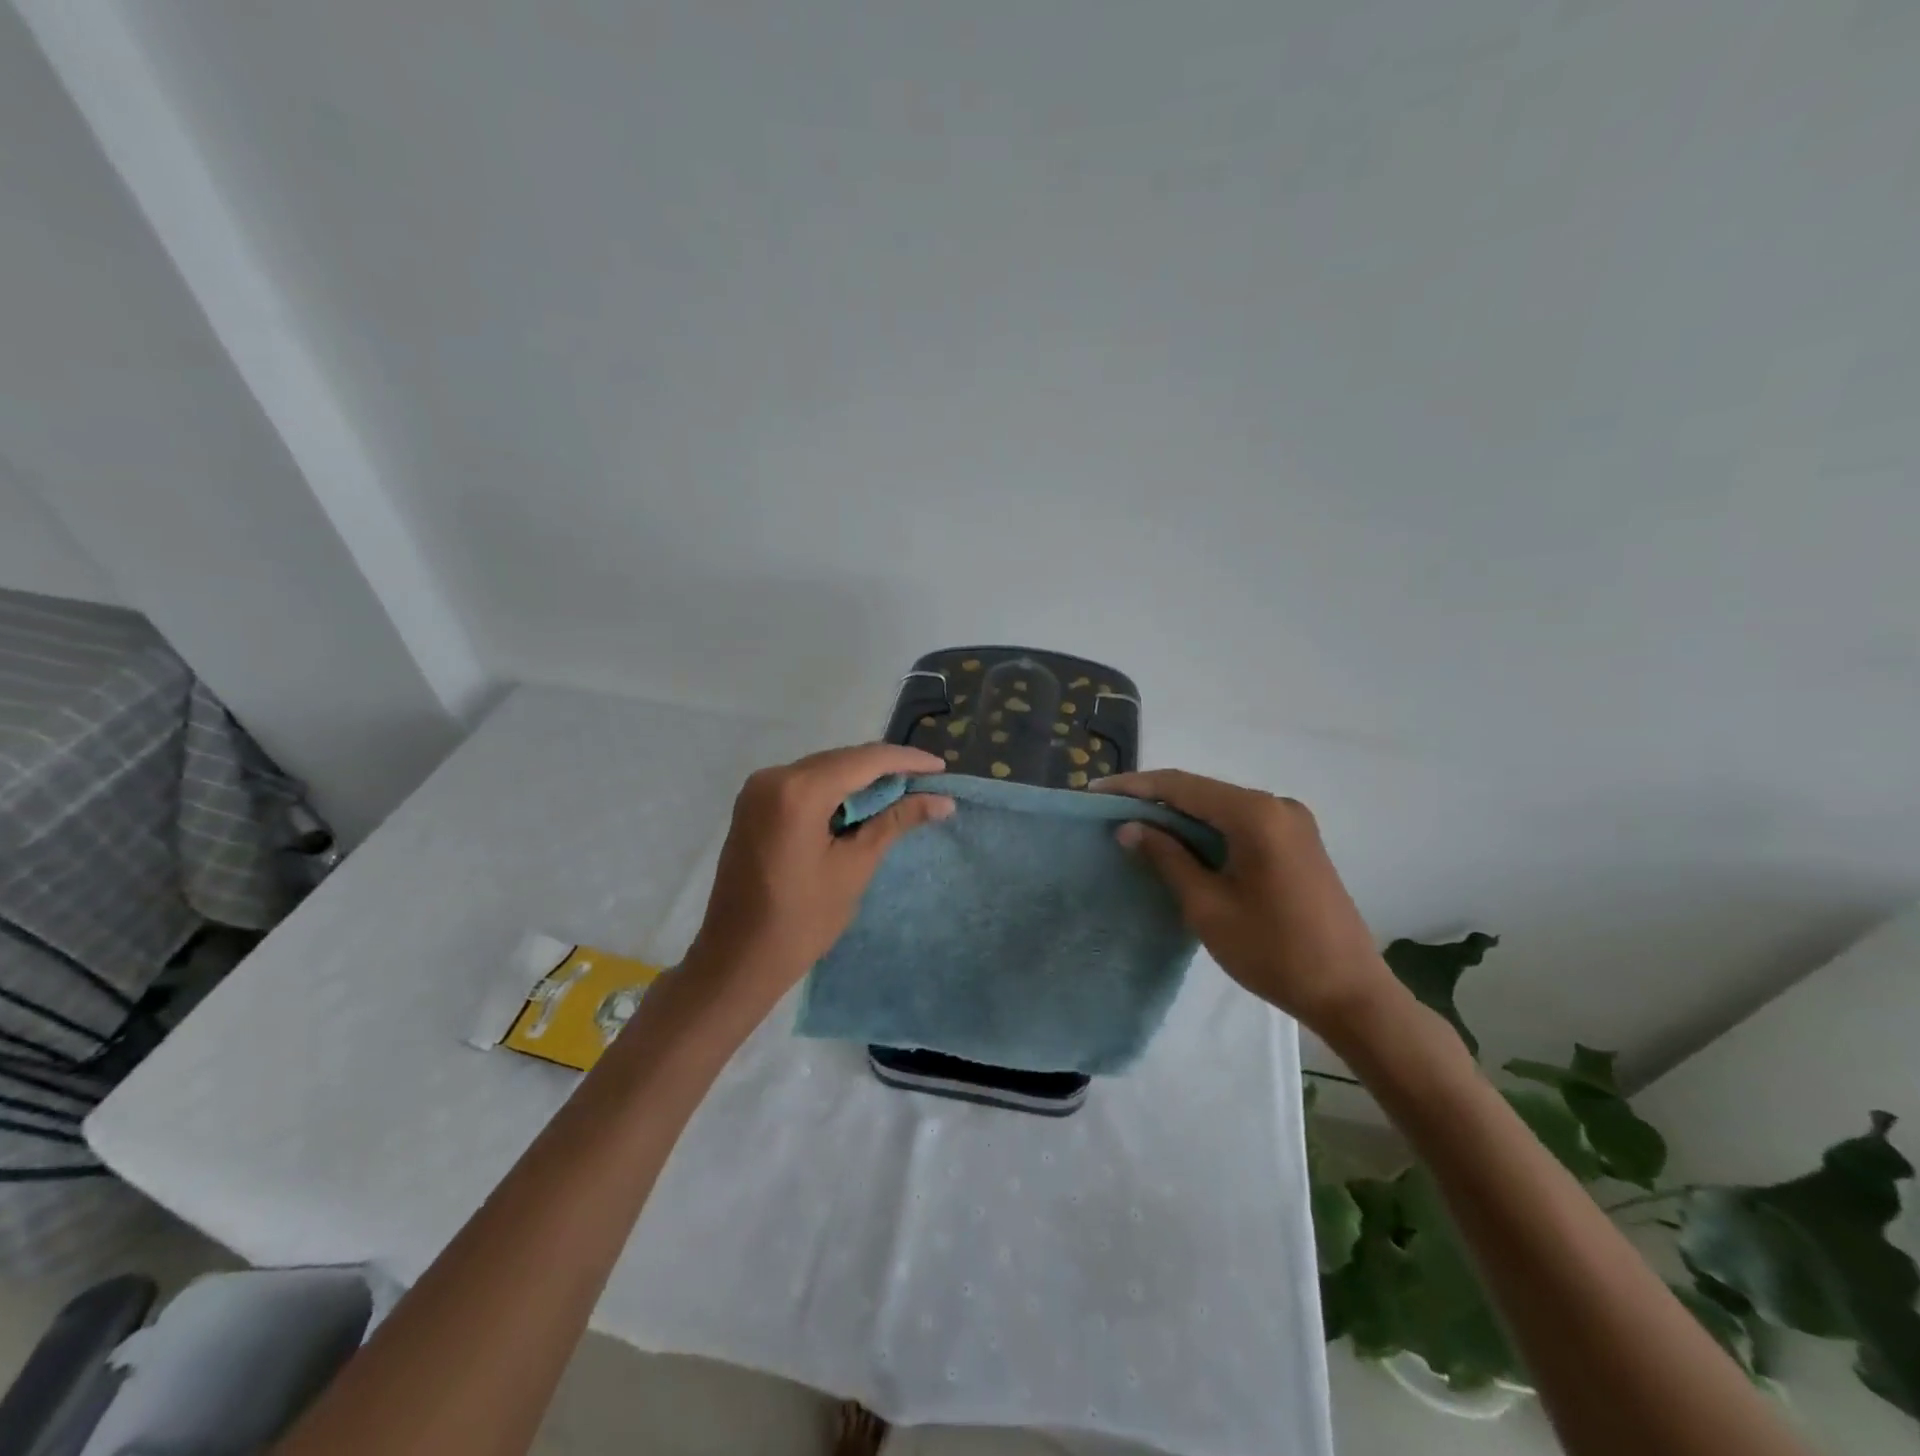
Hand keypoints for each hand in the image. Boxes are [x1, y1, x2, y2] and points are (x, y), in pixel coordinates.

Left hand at [684, 744, 953, 1005]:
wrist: (736, 958)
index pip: (864, 760)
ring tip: (902, 793)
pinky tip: (861, 804)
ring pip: (823, 769)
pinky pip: (804, 784)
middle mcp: (773, 777)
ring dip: (861, 779)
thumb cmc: (801, 920)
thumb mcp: (855, 867)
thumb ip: (896, 822)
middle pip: (842, 759)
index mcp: (798, 791)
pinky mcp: (753, 804)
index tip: (941, 769)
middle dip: (885, 769)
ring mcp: (758, 789)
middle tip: (927, 784)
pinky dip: (835, 790)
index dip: (906, 761)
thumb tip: (943, 801)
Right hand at [1096, 770, 1397, 1037]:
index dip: (1134, 787)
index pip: (1181, 786)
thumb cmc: (1273, 951)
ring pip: (1220, 807)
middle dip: (1154, 799)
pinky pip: (1240, 823)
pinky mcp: (1297, 843)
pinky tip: (1179, 843)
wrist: (1349, 993)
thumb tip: (1129, 827)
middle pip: (1201, 791)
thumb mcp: (1207, 905)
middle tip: (1109, 811)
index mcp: (1256, 814)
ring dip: (1179, 816)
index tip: (1094, 792)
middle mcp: (1277, 806)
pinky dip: (1205, 830)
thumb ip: (1167, 857)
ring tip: (1134, 826)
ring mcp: (1291, 823)